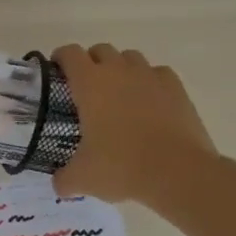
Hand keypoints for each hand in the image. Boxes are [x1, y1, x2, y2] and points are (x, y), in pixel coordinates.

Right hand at [51, 44, 216, 206]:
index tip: (57, 71)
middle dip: (91, 62)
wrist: (178, 172)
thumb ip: (64, 179)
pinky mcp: (176, 88)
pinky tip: (149, 101)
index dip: (61, 58)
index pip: (70, 54)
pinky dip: (150, 81)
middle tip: (87, 88)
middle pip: (100, 50)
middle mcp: (119, 71)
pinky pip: (158, 73)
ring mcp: (150, 76)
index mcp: (90, 84)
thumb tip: (58, 185)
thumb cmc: (122, 167)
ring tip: (119, 93)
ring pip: (130, 57)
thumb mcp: (83, 178)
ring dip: (120, 68)